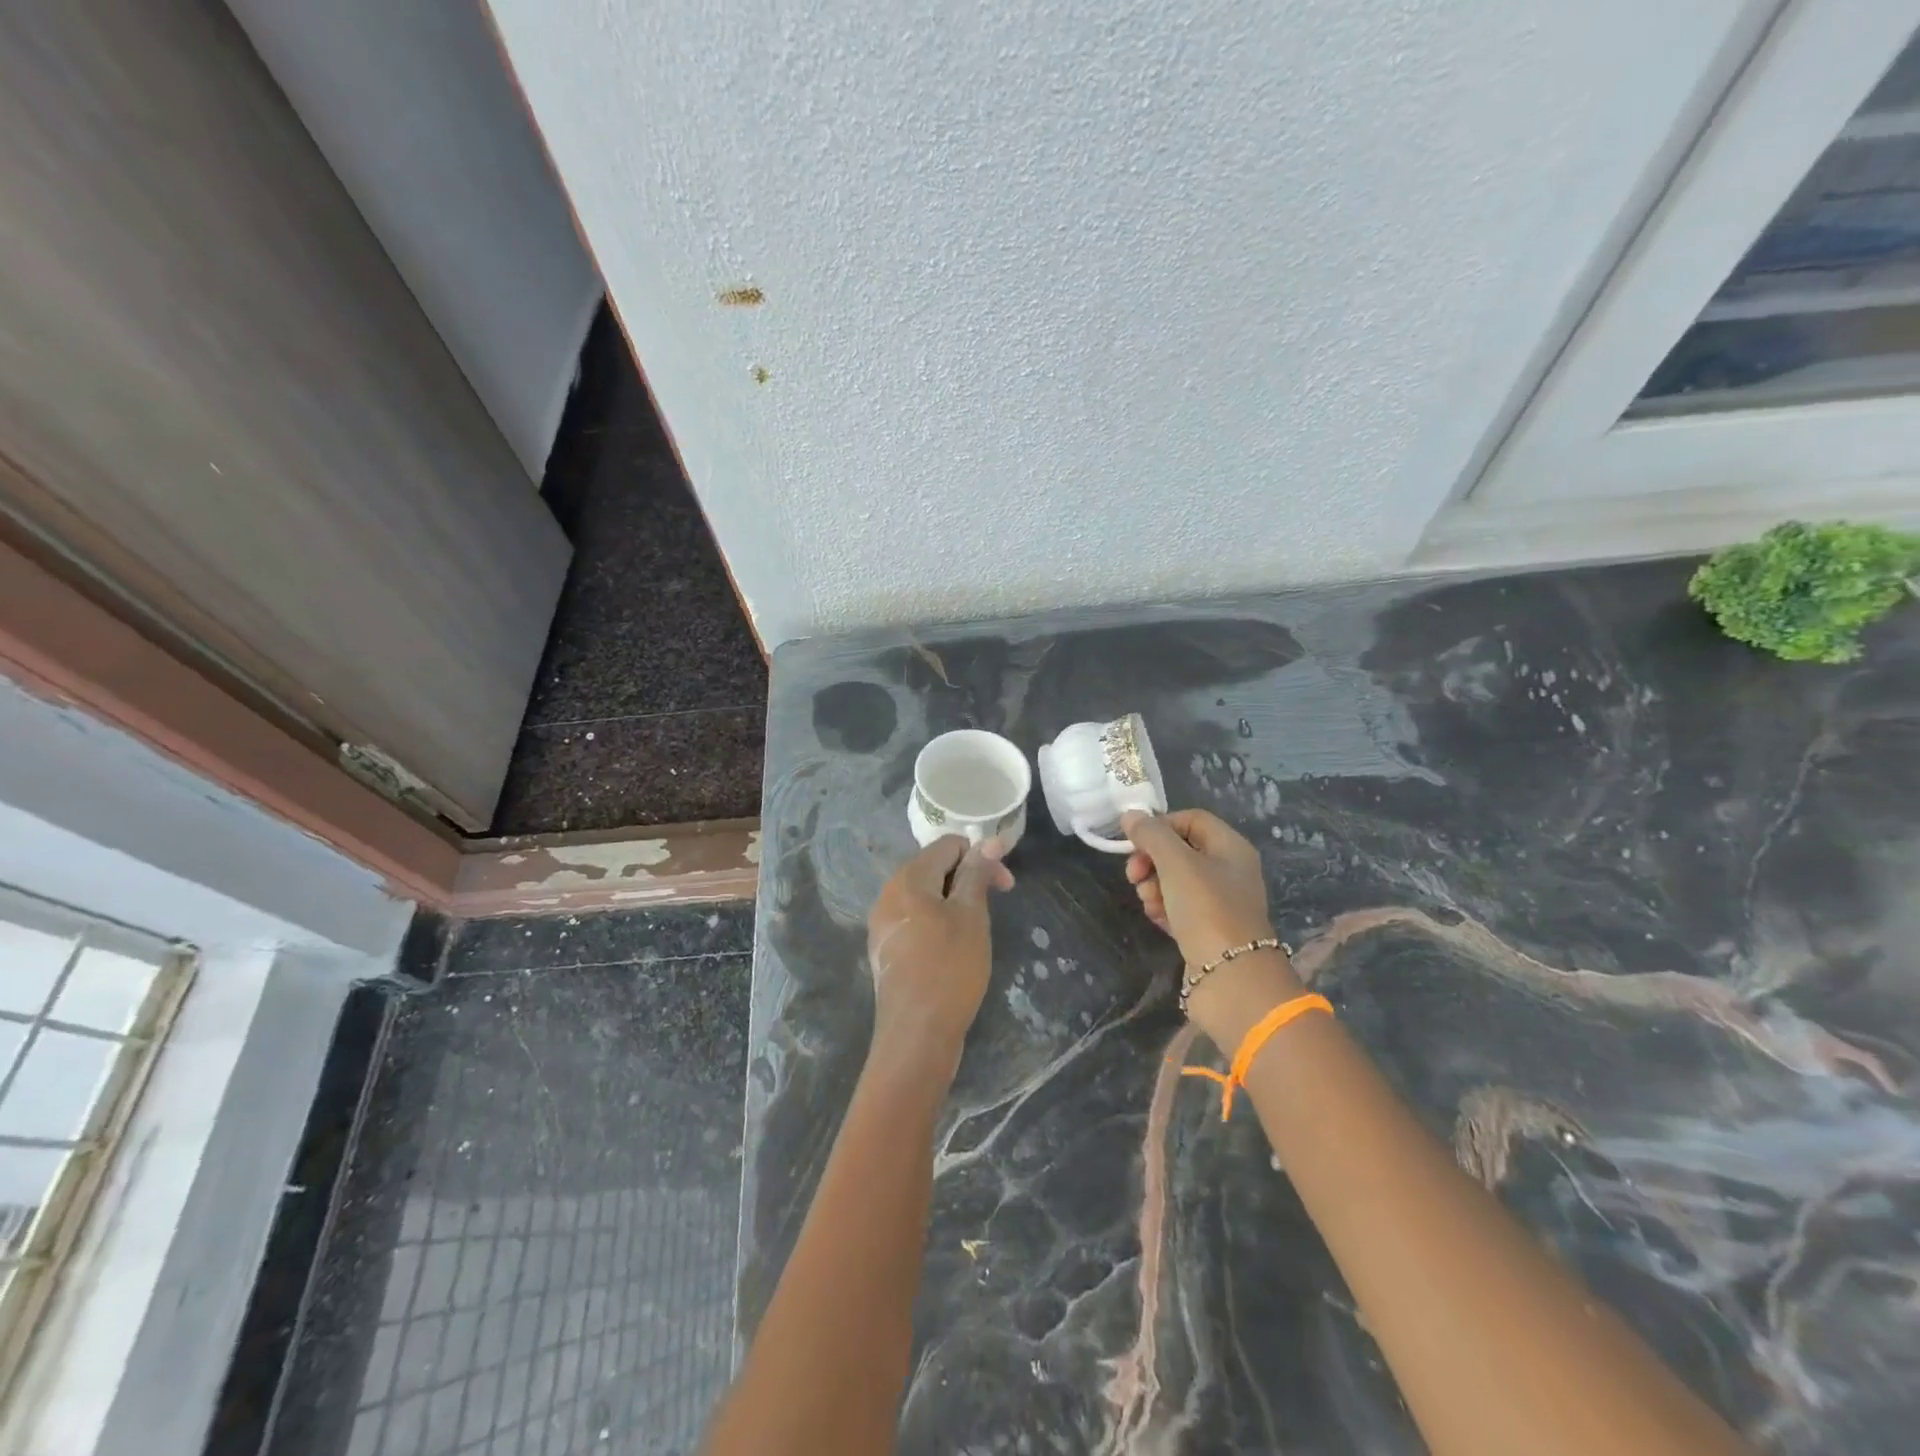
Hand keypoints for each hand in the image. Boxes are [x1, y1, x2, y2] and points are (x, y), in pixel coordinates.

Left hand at [866, 836, 1013, 1067]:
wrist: (916, 1035)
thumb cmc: (949, 969)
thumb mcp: (971, 916)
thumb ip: (977, 874)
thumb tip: (988, 841)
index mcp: (908, 878)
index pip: (948, 845)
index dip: (980, 857)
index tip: (1005, 885)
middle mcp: (888, 893)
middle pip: (934, 867)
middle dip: (969, 878)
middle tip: (997, 904)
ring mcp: (883, 922)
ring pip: (926, 895)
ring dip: (955, 901)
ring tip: (977, 929)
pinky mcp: (886, 948)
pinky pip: (916, 918)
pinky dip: (938, 921)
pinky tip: (954, 948)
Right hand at [1123, 810, 1301, 1039]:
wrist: (1231, 979)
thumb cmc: (1207, 910)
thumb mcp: (1176, 863)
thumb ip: (1151, 835)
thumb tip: (1130, 815)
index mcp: (1231, 848)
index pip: (1191, 819)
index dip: (1160, 826)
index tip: (1135, 842)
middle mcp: (1229, 871)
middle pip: (1181, 850)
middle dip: (1152, 860)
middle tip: (1134, 876)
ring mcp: (1220, 902)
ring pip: (1175, 880)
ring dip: (1153, 885)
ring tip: (1148, 902)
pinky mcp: (1208, 929)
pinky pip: (1178, 907)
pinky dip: (1163, 908)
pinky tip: (1156, 918)